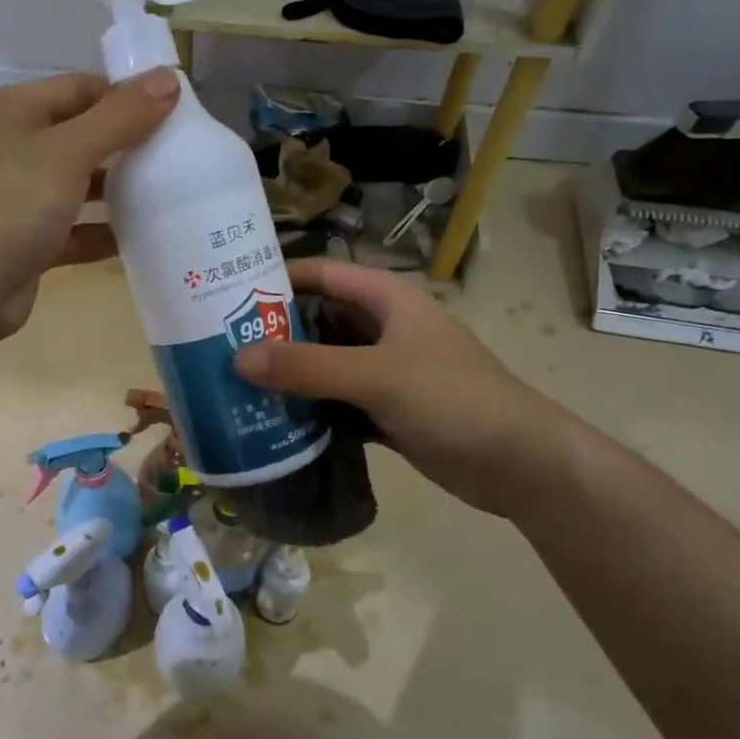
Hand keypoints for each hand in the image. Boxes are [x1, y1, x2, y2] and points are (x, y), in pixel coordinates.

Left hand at [0, 69, 179, 345]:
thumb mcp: (68, 152)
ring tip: (173, 193)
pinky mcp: (30, 242)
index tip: (177, 112)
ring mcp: (20, 198)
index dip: (127, 96)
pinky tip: (146, 238)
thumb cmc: (9, 205)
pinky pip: (76, 230)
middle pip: (83, 136)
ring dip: (120, 191)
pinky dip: (105, 232)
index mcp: (15, 111)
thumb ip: (120, 117)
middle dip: (128, 145)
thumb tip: (169, 78)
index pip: (81, 89)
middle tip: (182, 154)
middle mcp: (14, 148)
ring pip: (80, 185)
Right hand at [233, 258, 574, 516]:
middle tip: (220, 344)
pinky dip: (309, 408)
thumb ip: (308, 367)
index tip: (226, 289)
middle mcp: (384, 330)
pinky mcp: (387, 411)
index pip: (323, 274)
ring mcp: (386, 373)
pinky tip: (273, 420)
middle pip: (319, 320)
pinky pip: (336, 402)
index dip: (278, 277)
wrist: (519, 464)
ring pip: (326, 364)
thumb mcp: (377, 376)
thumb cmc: (453, 400)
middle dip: (275, 330)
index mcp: (388, 301)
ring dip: (289, 373)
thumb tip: (237, 359)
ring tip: (235, 382)